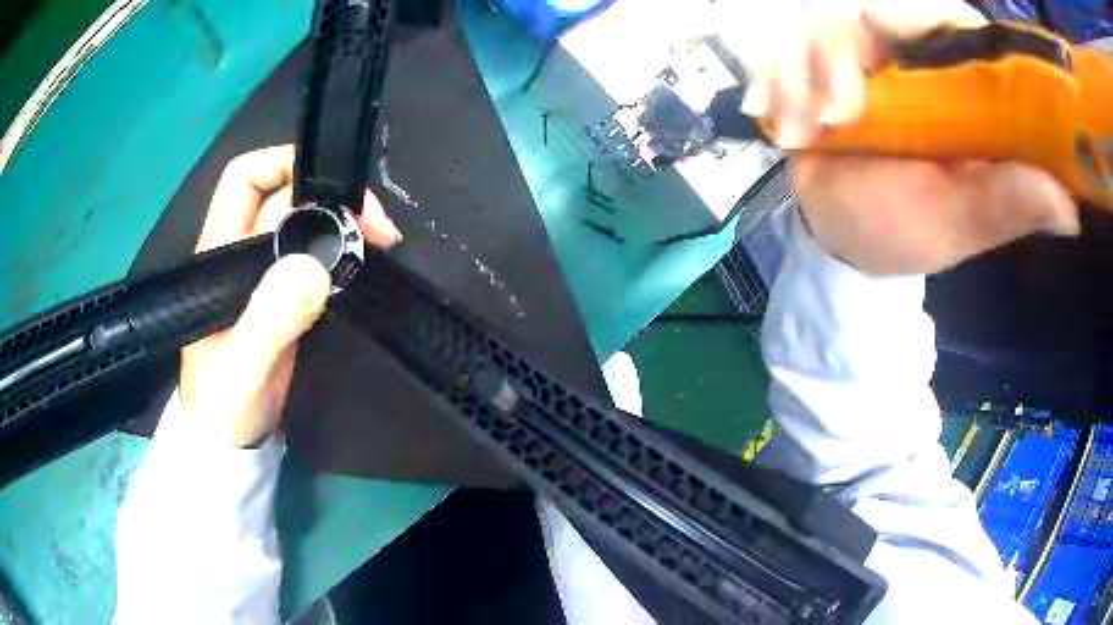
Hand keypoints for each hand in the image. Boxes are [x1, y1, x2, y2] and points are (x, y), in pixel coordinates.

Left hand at [182, 145, 402, 446]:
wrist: (230, 443)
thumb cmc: (222, 404)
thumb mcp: (242, 366)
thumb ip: (270, 319)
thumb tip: (316, 267)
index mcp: (220, 253)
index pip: (244, 179)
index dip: (281, 162)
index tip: (330, 181)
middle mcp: (242, 254)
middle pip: (288, 199)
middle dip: (334, 200)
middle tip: (379, 227)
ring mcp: (265, 276)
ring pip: (308, 227)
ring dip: (346, 227)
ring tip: (383, 243)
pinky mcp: (285, 299)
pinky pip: (318, 260)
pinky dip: (345, 254)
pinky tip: (367, 265)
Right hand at [742, 0, 1078, 274]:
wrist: (845, 237)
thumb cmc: (906, 231)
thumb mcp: (959, 223)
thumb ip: (1005, 206)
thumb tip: (1068, 207)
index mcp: (960, 90)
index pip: (953, 23)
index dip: (927, 18)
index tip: (891, 40)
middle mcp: (914, 61)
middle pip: (875, 12)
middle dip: (842, 53)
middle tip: (836, 114)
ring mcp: (863, 60)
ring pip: (821, 26)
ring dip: (798, 72)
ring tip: (802, 132)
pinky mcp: (819, 67)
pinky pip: (783, 46)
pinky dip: (770, 76)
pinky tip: (770, 113)